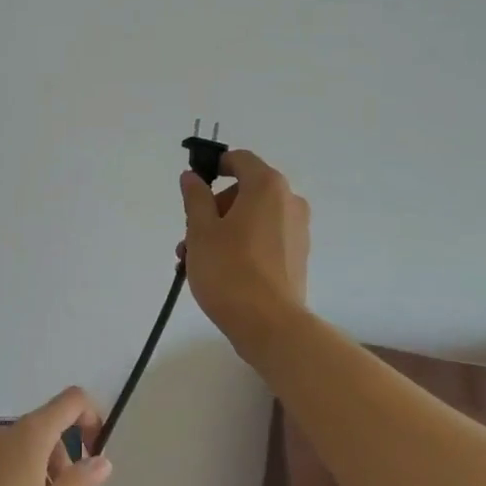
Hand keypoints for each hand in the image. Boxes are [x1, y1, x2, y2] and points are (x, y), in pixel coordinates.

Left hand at [0, 386, 111, 485]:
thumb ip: (81, 482)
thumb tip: (102, 460)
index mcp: (34, 432)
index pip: (73, 401)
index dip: (93, 419)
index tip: (97, 457)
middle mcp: (12, 434)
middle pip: (54, 434)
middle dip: (70, 467)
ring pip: (35, 460)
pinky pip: (16, 477)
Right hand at [179, 148, 310, 349]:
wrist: (269, 325)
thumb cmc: (229, 270)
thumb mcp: (200, 230)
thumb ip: (195, 198)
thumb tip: (192, 177)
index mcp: (267, 187)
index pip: (240, 160)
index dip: (214, 167)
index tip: (193, 188)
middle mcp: (289, 202)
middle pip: (245, 191)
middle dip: (213, 209)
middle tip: (189, 236)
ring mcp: (297, 231)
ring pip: (251, 218)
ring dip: (222, 231)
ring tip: (194, 261)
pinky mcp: (297, 257)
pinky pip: (264, 239)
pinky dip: (240, 246)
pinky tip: (217, 272)